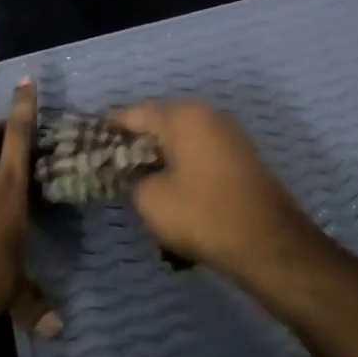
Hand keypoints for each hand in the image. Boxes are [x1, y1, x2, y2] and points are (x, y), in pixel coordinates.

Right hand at [107, 99, 320, 282]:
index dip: (108, 129)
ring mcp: (228, 135)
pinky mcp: (240, 158)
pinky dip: (182, 169)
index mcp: (183, 115)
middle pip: (159, 123)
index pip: (133, 113)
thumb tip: (135, 172)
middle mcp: (207, 115)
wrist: (268, 243)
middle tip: (112, 169)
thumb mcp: (150, 198)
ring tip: (140, 186)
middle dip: (135, 145)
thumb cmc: (202, 214)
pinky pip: (200, 156)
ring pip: (181, 142)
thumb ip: (132, 177)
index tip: (89, 145)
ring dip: (160, 160)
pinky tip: (171, 193)